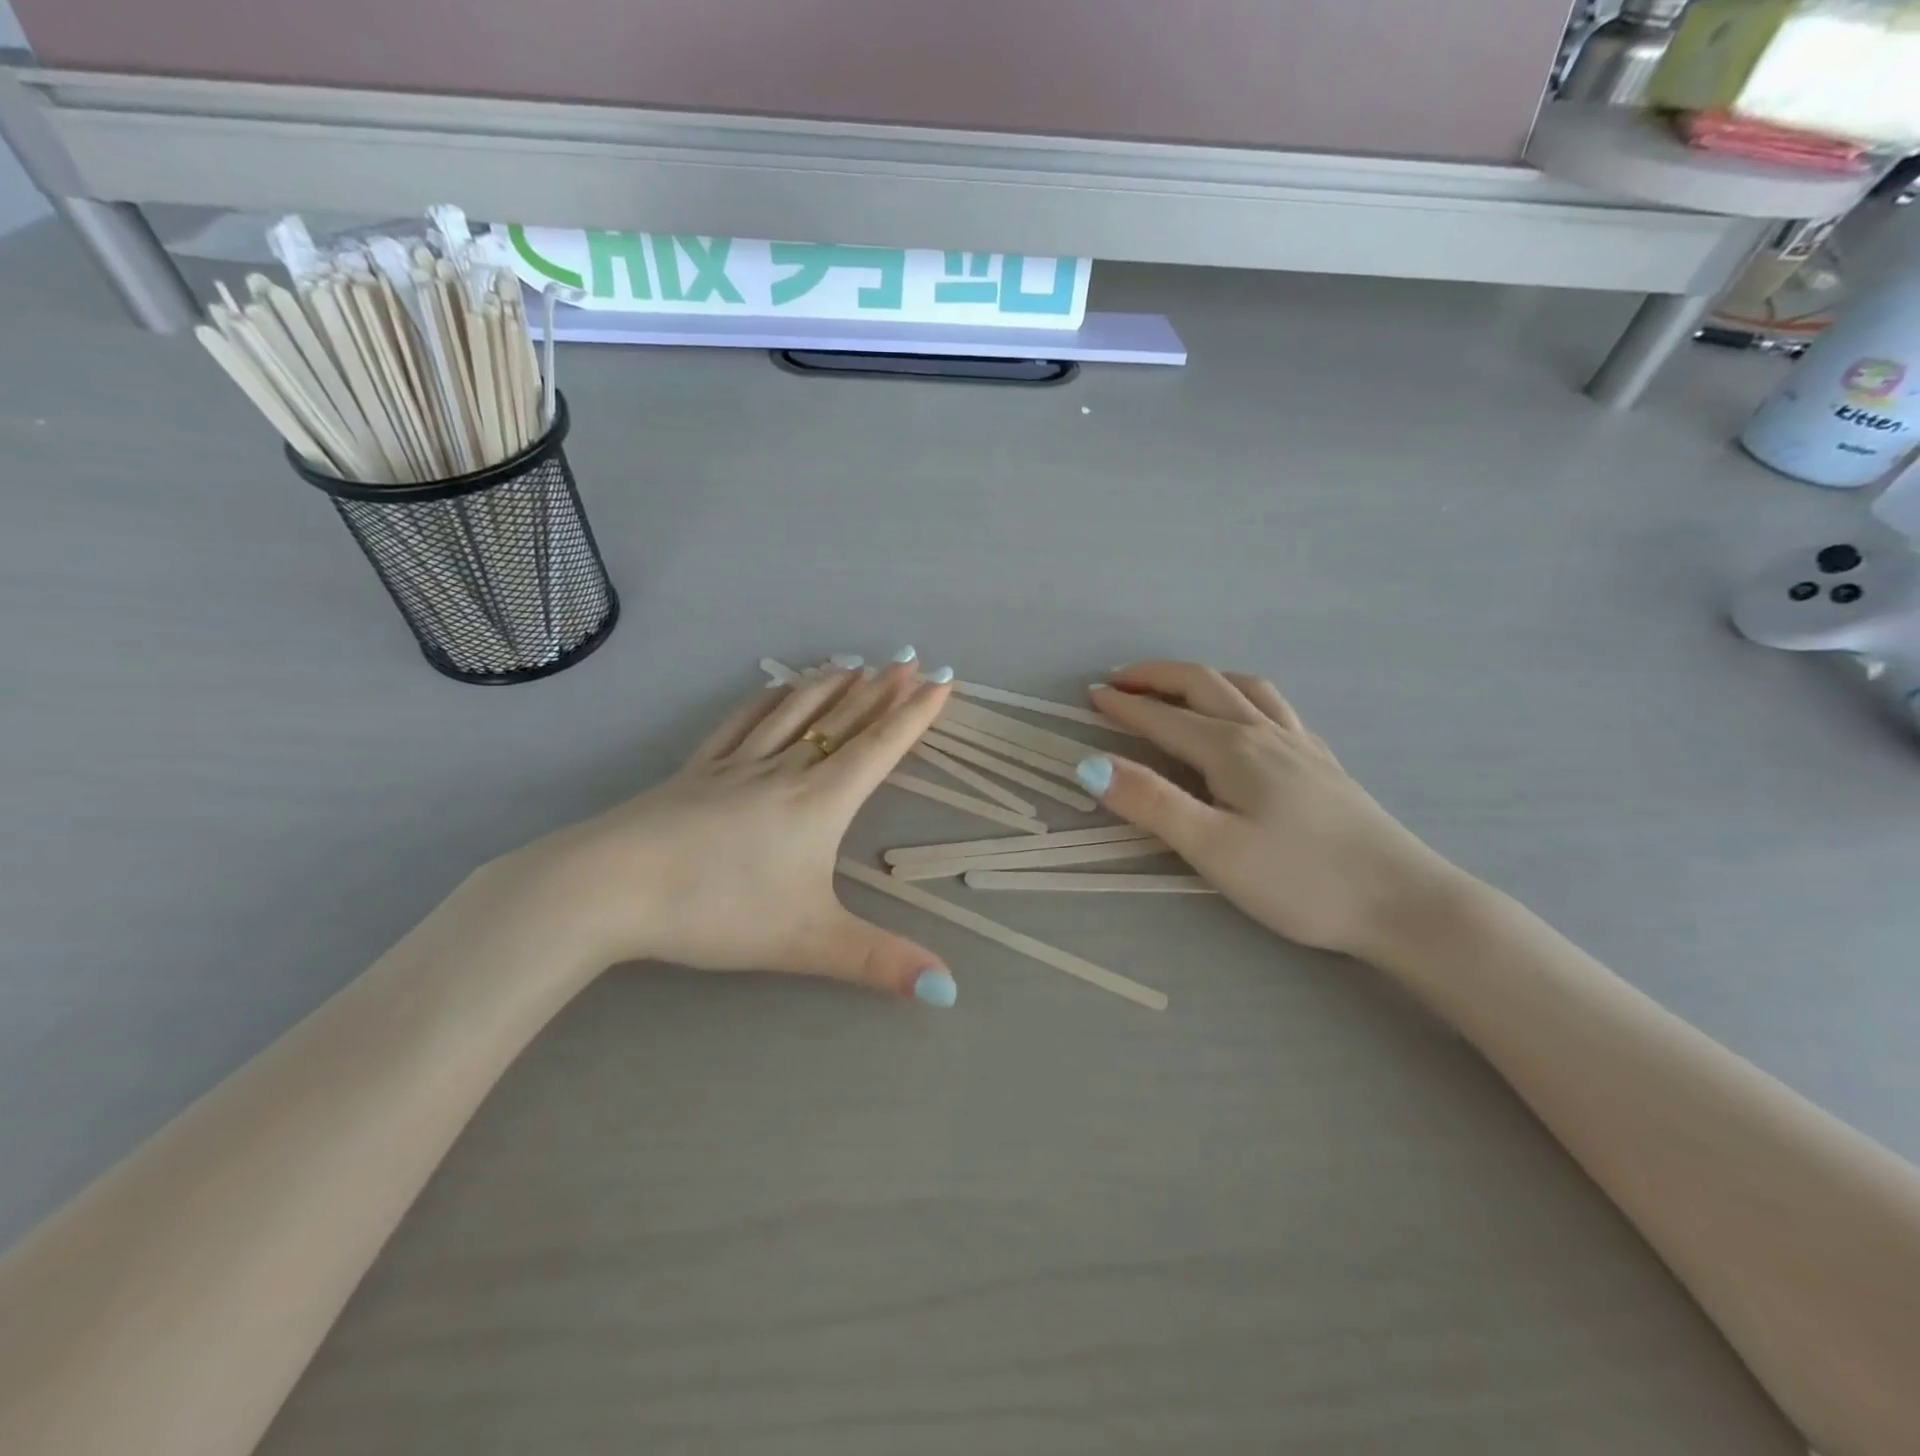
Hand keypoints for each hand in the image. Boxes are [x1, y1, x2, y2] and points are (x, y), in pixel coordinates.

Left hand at [507, 655, 959, 1003]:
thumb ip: (879, 963)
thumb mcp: (808, 944)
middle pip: (843, 720)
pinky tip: (775, 688)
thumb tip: (949, 990)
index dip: (915, 715)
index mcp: (819, 801)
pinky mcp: (697, 770)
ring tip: (854, 663)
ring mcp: (736, 765)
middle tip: (909, 658)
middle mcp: (785, 771)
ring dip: (830, 685)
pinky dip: (767, 699)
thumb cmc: (718, 909)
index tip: (943, 681)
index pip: (880, 748)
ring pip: (795, 713)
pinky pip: (742, 722)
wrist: (611, 886)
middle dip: (881, 689)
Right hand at [1082, 662, 1463, 963]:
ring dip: (1202, 678)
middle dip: (1157, 677)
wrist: (1404, 902)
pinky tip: (1249, 716)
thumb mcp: (1213, 848)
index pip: (1164, 718)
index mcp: (1232, 750)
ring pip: (1245, 688)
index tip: (1090, 695)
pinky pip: (1277, 708)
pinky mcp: (1323, 764)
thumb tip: (1089, 765)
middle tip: (1120, 680)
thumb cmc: (1300, 880)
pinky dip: (1244, 695)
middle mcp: (1265, 734)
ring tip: (1178, 686)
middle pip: (1204, 685)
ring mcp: (1301, 745)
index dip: (1124, 706)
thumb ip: (1151, 803)